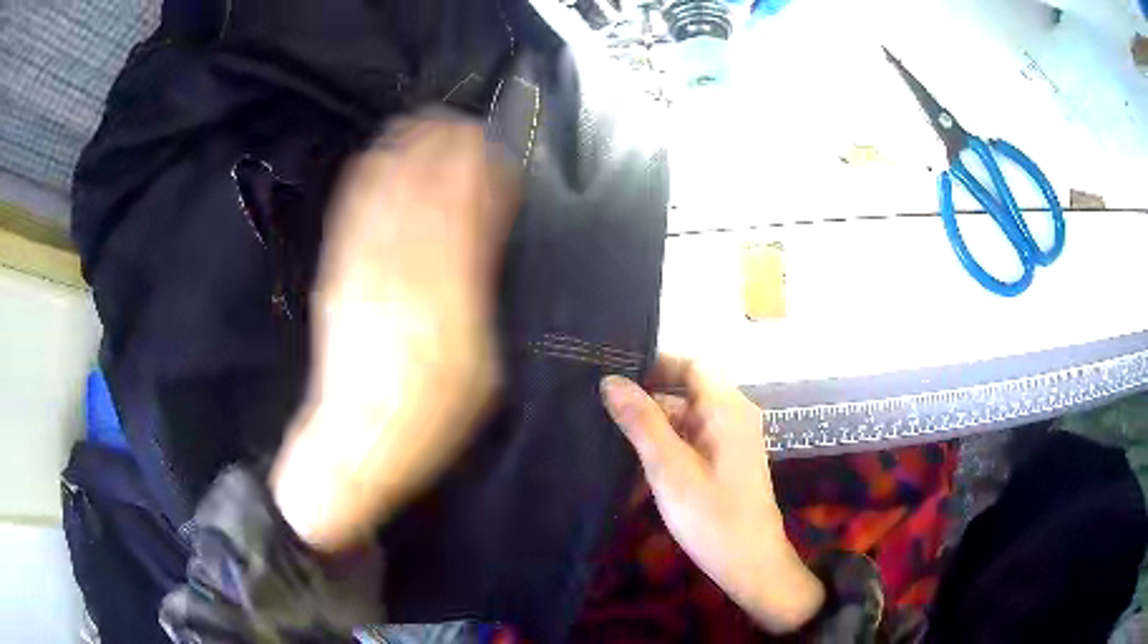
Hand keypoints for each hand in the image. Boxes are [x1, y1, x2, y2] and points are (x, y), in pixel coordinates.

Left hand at [271, 111, 518, 550]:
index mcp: (447, 304)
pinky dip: (365, 182)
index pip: (465, 219)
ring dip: (406, 155)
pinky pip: (351, 220)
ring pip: (386, 199)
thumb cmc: (430, 417)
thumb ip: (478, 297)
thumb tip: (484, 237)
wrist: (355, 442)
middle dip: (444, 153)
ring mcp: (362, 275)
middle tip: (460, 120)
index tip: (490, 144)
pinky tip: (375, 156)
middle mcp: (402, 278)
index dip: (476, 175)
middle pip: (425, 198)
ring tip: (424, 123)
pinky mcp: (335, 279)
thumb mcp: (480, 369)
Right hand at [601, 357, 823, 633]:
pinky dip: (664, 451)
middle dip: (645, 400)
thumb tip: (611, 380)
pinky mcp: (724, 462)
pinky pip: (690, 443)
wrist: (750, 564)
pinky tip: (633, 471)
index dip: (653, 363)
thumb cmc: (712, 516)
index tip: (614, 373)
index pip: (689, 364)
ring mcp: (729, 440)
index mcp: (726, 408)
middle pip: (684, 391)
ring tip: (606, 438)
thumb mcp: (669, 469)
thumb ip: (641, 422)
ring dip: (651, 429)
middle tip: (599, 408)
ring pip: (684, 420)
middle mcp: (731, 416)